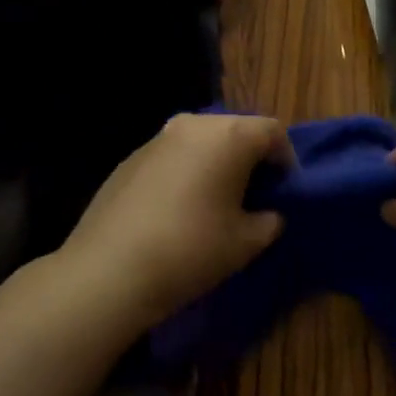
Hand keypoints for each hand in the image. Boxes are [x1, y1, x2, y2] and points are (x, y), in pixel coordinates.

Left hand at [61, 113, 288, 330]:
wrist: (108, 271)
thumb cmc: (191, 250)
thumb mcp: (246, 242)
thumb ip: (270, 221)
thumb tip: (269, 213)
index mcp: (230, 136)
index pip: (273, 132)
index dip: (286, 160)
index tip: (284, 192)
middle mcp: (195, 124)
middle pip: (237, 130)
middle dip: (251, 159)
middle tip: (254, 196)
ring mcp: (158, 138)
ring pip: (203, 141)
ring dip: (217, 163)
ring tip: (216, 202)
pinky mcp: (131, 157)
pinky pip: (174, 156)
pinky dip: (186, 172)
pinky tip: (179, 209)